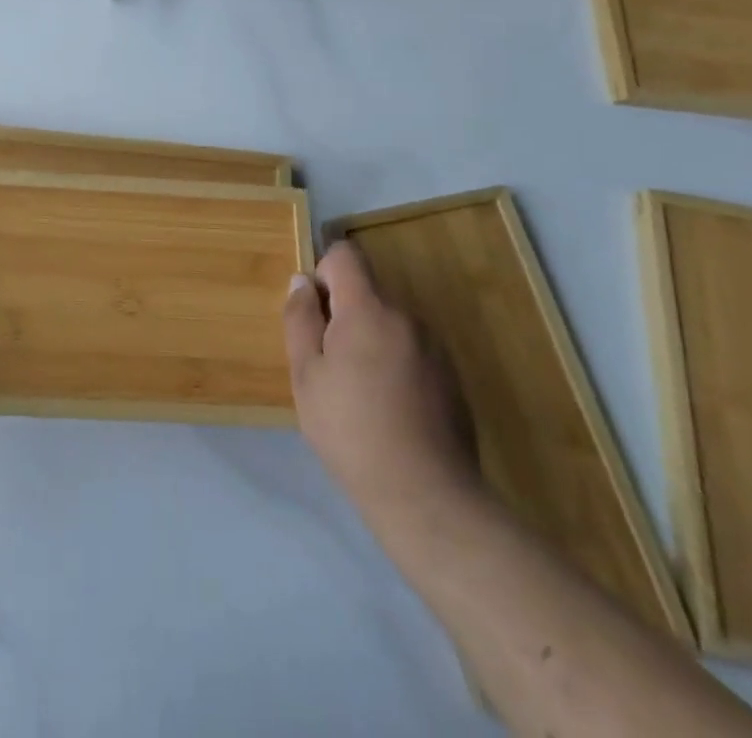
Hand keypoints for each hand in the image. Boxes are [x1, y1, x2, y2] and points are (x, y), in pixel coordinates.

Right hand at [284, 241, 480, 529]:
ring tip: (358, 394)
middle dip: (343, 315)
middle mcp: (406, 317)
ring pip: (389, 324)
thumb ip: (300, 319)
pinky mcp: (452, 378)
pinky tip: (388, 411)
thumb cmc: (351, 430)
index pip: (346, 255)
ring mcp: (434, 348)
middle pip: (367, 292)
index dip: (323, 272)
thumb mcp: (306, 375)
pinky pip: (411, 351)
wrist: (426, 496)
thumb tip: (301, 282)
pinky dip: (393, 365)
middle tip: (328, 365)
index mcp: (369, 309)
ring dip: (369, 341)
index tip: (314, 313)